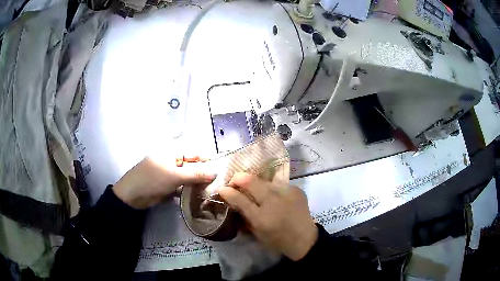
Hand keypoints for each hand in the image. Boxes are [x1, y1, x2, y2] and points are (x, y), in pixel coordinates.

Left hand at [113, 157, 214, 208]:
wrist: (132, 197)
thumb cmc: (152, 180)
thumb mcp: (175, 176)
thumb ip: (195, 174)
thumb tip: (216, 171)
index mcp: (171, 154)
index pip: (193, 154)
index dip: (206, 160)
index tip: (221, 168)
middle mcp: (171, 162)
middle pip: (191, 166)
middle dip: (203, 174)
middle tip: (219, 183)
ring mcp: (168, 175)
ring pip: (187, 178)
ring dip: (197, 184)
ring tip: (212, 191)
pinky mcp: (166, 187)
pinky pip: (181, 187)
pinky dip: (188, 191)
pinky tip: (198, 197)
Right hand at [218, 173, 317, 260]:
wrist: (304, 238)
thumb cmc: (277, 239)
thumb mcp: (256, 232)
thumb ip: (243, 215)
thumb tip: (232, 199)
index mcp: (262, 217)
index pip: (239, 198)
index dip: (227, 191)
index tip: (222, 188)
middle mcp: (273, 201)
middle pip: (250, 180)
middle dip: (238, 178)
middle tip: (235, 183)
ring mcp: (287, 192)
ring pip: (264, 180)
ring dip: (256, 184)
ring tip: (256, 191)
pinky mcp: (296, 189)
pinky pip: (278, 184)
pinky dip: (272, 189)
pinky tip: (274, 197)